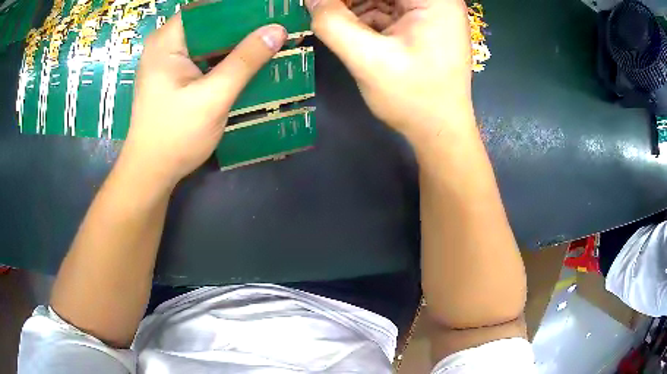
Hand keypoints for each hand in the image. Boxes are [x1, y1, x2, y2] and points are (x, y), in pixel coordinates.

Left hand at [118, 14, 286, 189]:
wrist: (151, 172)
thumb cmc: (175, 136)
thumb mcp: (213, 97)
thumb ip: (245, 61)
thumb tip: (277, 30)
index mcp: (167, 40)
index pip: (208, 8)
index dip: (241, 8)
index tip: (270, 11)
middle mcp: (165, 43)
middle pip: (209, 21)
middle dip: (242, 23)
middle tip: (274, 26)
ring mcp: (168, 59)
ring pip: (208, 37)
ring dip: (235, 39)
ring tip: (267, 39)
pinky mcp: (173, 73)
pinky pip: (203, 54)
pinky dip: (224, 55)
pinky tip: (246, 60)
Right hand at [306, 0, 472, 142]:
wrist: (439, 130)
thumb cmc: (413, 98)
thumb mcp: (367, 60)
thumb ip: (333, 24)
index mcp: (434, 1)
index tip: (322, 4)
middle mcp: (437, 1)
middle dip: (351, 1)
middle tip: (325, 10)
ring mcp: (431, 13)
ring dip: (355, 6)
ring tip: (334, 20)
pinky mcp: (423, 25)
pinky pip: (388, 11)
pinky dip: (365, 16)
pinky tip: (350, 29)